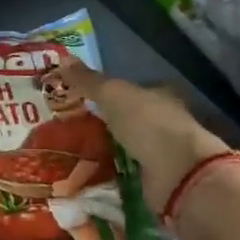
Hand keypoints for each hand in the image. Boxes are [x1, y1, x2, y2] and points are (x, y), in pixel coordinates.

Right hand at [43, 65, 233, 212]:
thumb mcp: (113, 94)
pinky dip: (112, 175)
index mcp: (161, 96)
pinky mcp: (156, 180)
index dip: (108, 94)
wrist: (177, 172)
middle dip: (105, 125)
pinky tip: (90, 177)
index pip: (132, 90)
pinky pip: (127, 174)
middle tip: (70, 130)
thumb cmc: (149, 124)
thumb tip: (61, 59)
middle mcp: (165, 122)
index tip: (81, 100)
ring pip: (128, 148)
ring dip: (106, 152)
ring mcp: (162, 154)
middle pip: (129, 121)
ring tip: (72, 155)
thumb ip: (89, 81)